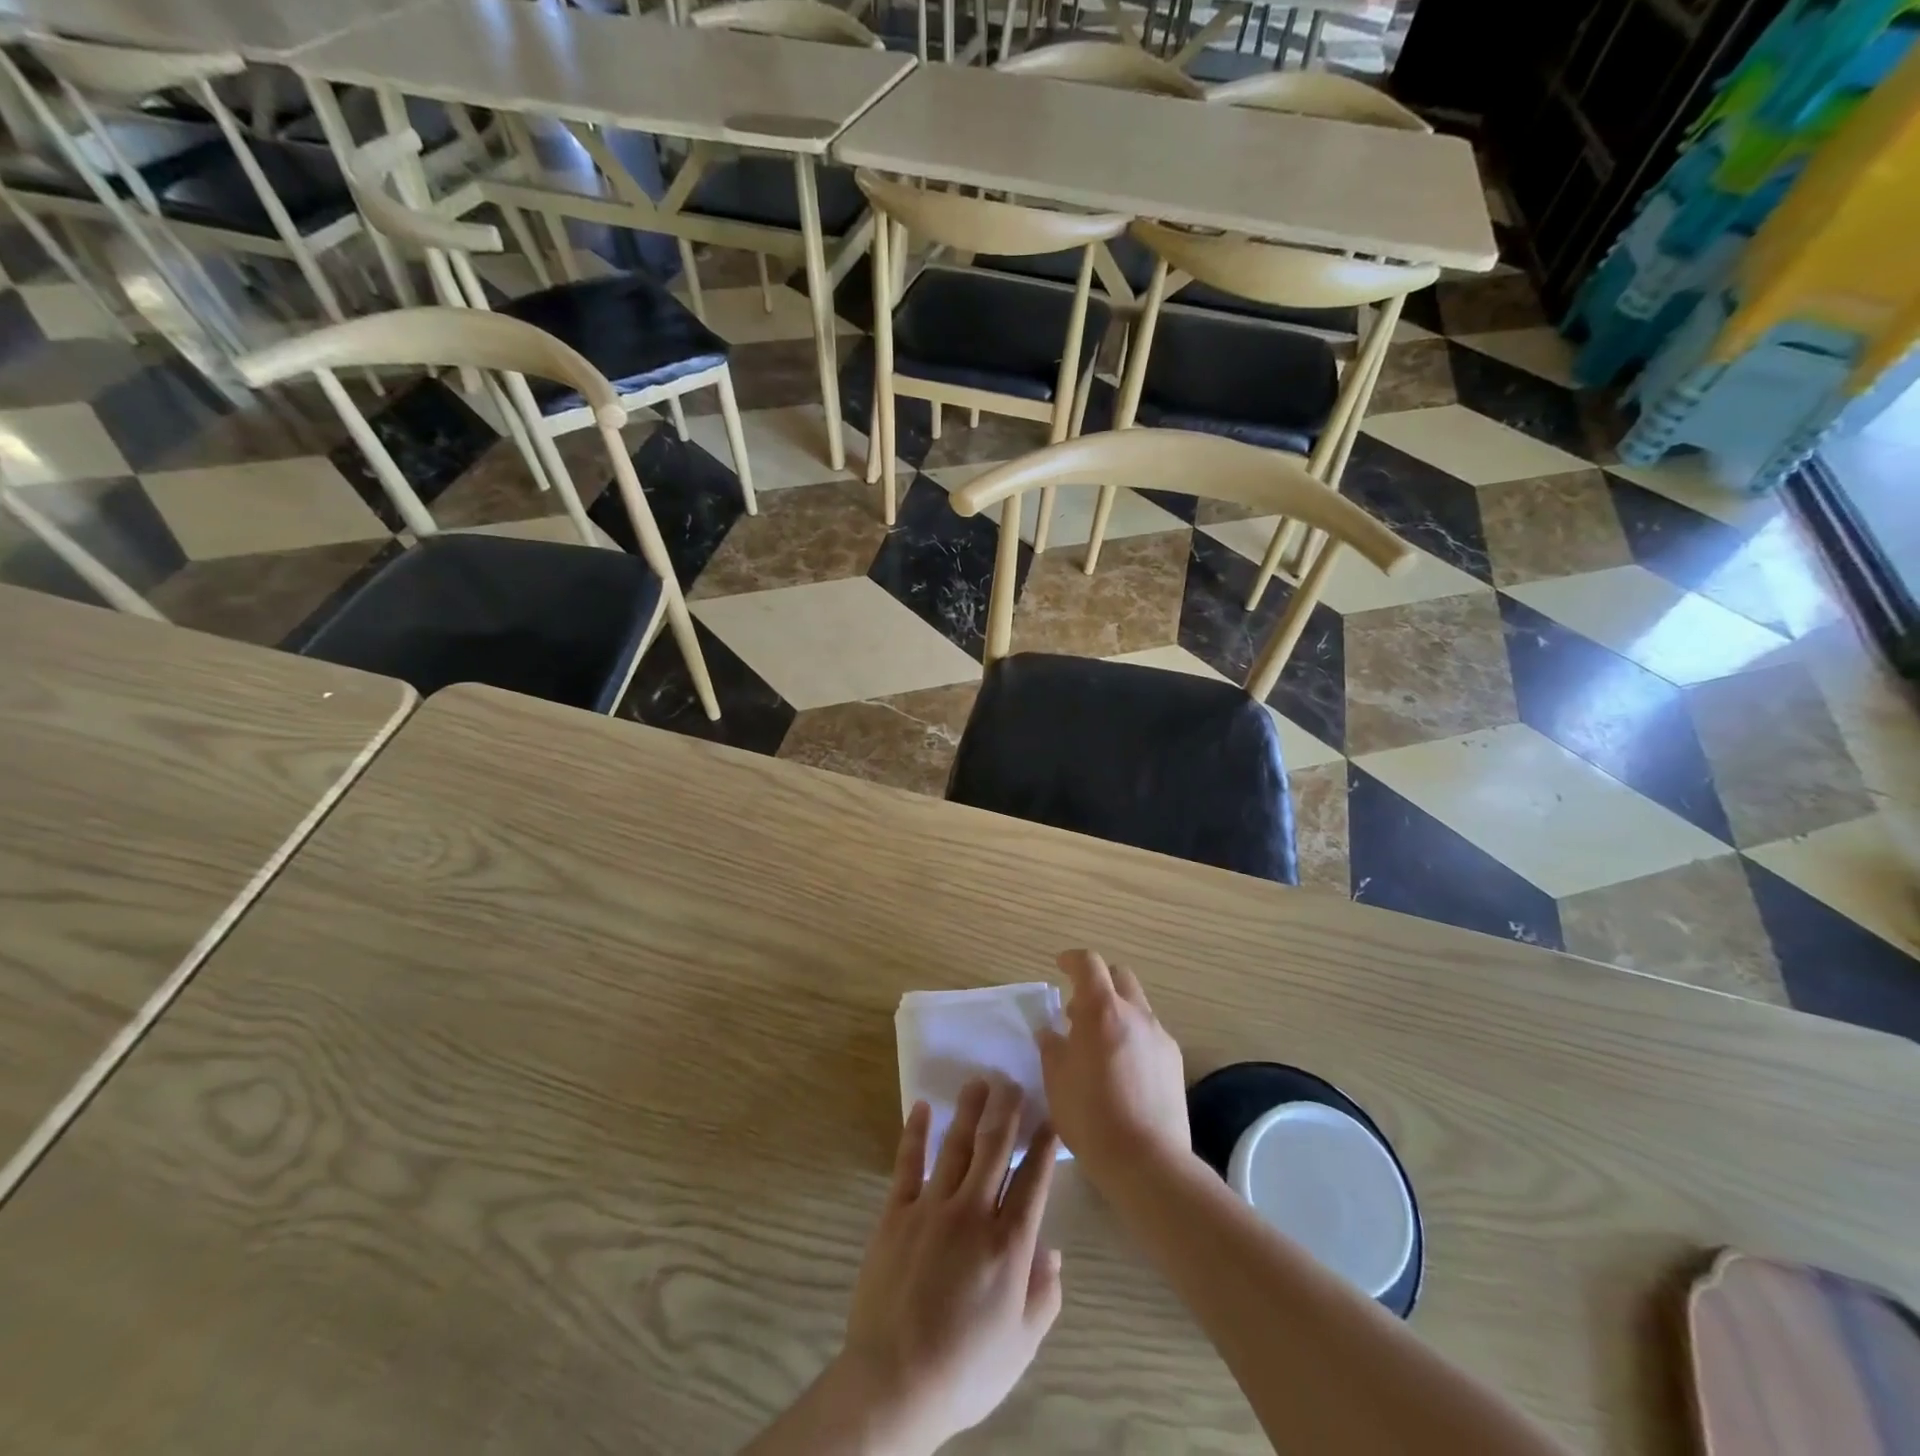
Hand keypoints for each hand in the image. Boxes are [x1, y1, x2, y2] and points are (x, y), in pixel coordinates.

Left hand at [834, 1079, 1062, 1454]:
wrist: (894, 1383)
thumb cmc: (966, 1370)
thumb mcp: (1021, 1345)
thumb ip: (1044, 1295)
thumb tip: (1053, 1252)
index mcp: (1009, 1244)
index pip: (1033, 1180)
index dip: (1043, 1145)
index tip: (1050, 1118)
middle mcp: (973, 1212)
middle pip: (995, 1149)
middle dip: (1007, 1113)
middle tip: (1014, 1083)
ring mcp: (931, 1208)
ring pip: (955, 1146)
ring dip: (969, 1111)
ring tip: (979, 1082)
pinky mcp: (896, 1213)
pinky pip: (908, 1164)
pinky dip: (914, 1133)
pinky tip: (921, 1108)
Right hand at [1037, 949, 1189, 1181]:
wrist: (1148, 1162)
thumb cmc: (1091, 1117)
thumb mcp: (1056, 1080)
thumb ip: (1052, 1047)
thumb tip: (1050, 1032)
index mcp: (1102, 1010)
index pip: (1088, 964)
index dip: (1072, 960)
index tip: (1060, 966)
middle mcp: (1135, 1013)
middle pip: (1119, 976)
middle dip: (1099, 983)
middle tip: (1079, 1011)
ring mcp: (1159, 1036)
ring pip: (1136, 1006)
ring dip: (1116, 1012)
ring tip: (1099, 1045)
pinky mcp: (1175, 1061)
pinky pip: (1149, 1034)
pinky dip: (1132, 1036)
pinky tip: (1122, 1070)